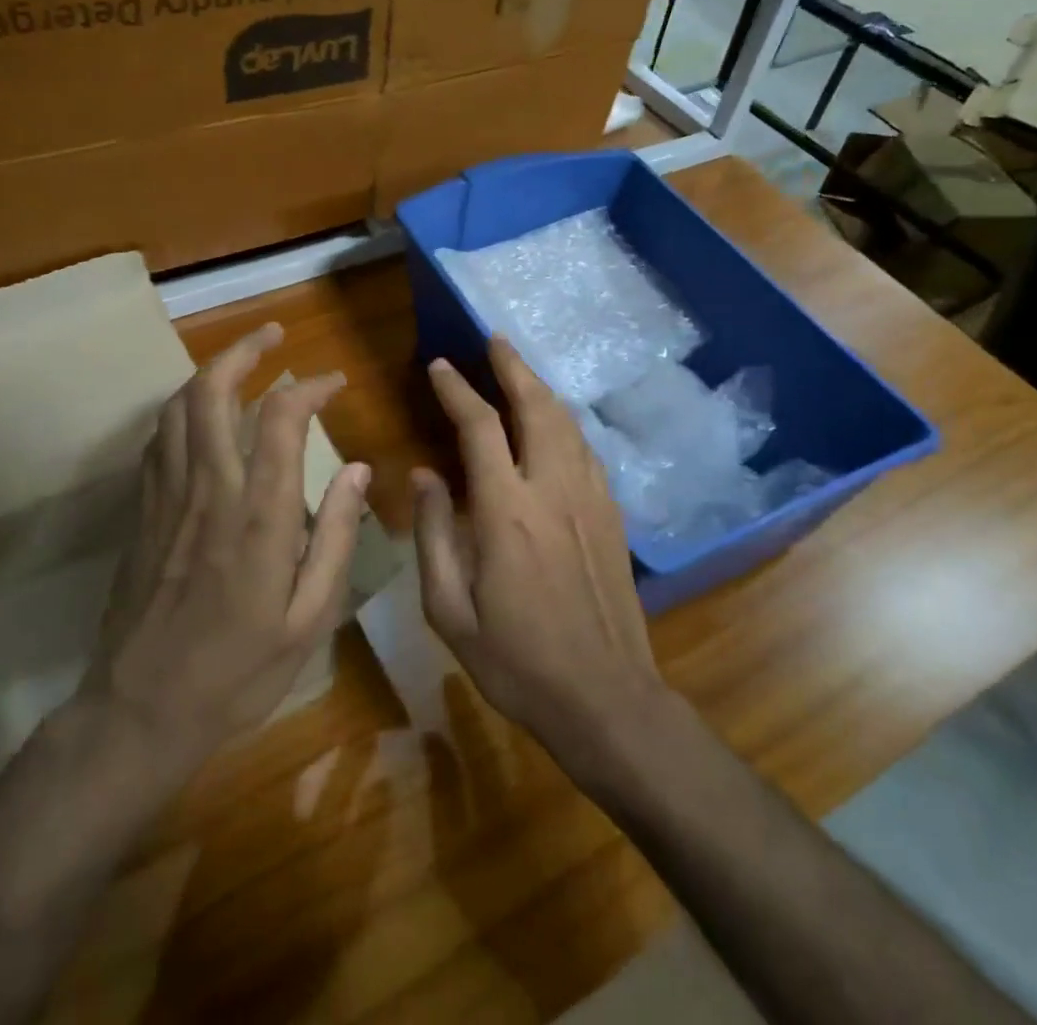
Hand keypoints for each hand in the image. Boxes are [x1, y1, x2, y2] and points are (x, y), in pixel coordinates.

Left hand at [89, 321, 369, 776]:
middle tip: (273, 333)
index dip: (308, 387)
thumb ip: (335, 536)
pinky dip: (182, 408)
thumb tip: (360, 470)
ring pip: (178, 407)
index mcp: (258, 515)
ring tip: (239, 360)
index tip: (332, 381)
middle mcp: (208, 489)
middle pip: (213, 392)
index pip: (280, 419)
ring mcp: (167, 496)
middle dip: (244, 351)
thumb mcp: (309, 617)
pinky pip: (159, 439)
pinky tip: (200, 411)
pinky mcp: (142, 510)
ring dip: (208, 371)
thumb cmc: (238, 671)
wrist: (140, 710)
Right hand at [412, 336, 667, 762]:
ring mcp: (590, 499)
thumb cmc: (516, 662)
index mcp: (506, 512)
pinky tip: (556, 422)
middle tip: (494, 339)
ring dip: (541, 389)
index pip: (480, 428)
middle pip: (536, 408)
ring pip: (567, 423)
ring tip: (520, 369)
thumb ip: (433, 535)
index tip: (439, 366)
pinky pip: (587, 450)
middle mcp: (552, 490)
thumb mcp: (449, 610)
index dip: (457, 390)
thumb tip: (424, 475)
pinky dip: (565, 422)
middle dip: (512, 367)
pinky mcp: (611, 515)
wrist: (605, 698)